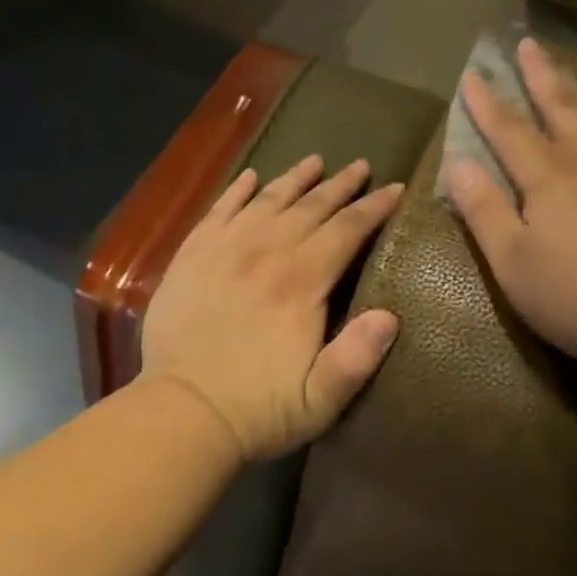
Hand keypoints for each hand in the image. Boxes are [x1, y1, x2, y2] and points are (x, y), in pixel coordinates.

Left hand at [142, 155, 403, 462]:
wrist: (181, 414)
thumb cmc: (257, 409)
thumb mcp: (320, 400)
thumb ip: (357, 357)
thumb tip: (390, 315)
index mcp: (301, 282)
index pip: (346, 231)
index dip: (374, 208)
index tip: (395, 188)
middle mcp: (265, 253)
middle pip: (310, 207)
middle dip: (341, 186)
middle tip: (361, 166)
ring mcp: (224, 250)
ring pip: (267, 201)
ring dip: (295, 179)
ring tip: (315, 161)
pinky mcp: (191, 257)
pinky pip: (218, 211)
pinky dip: (237, 191)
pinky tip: (250, 177)